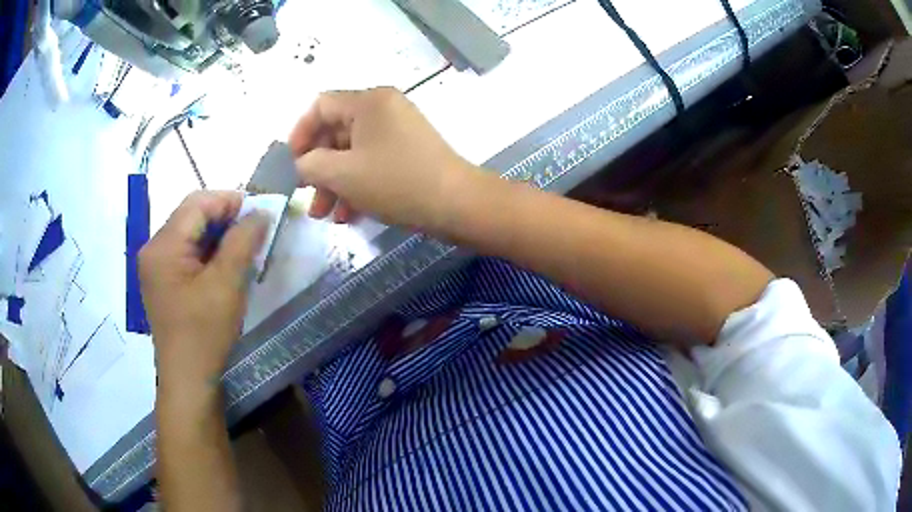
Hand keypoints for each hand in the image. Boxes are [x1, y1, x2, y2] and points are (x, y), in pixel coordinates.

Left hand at [139, 191, 267, 393]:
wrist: (188, 381)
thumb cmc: (205, 333)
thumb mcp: (227, 284)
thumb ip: (242, 241)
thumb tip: (260, 212)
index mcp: (163, 246)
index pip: (197, 204)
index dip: (230, 200)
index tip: (260, 211)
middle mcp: (153, 249)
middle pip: (191, 216)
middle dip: (224, 217)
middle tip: (254, 230)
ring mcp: (155, 267)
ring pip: (190, 234)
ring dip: (217, 235)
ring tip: (243, 248)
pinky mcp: (162, 282)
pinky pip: (186, 254)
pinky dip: (207, 252)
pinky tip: (224, 266)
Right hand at [290, 87, 476, 231]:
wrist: (457, 204)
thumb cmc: (395, 182)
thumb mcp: (343, 174)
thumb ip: (311, 164)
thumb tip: (303, 163)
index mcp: (368, 101)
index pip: (321, 105)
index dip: (300, 133)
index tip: (292, 163)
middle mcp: (383, 108)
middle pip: (336, 131)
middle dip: (318, 167)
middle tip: (308, 197)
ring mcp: (398, 130)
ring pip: (353, 152)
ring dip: (335, 182)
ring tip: (325, 215)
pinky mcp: (408, 152)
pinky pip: (372, 162)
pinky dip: (357, 184)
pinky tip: (349, 215)